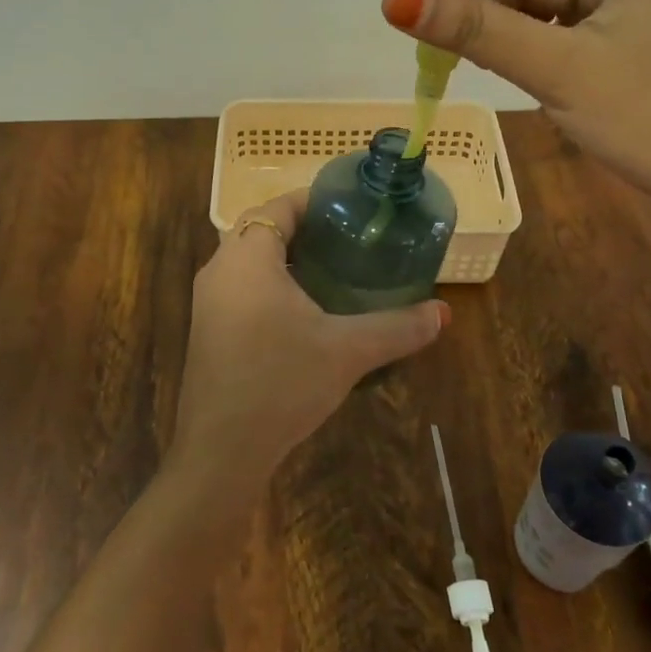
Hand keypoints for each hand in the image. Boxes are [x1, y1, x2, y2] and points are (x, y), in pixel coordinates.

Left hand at [167, 191, 447, 494]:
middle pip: (260, 229)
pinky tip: (303, 313)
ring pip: (248, 261)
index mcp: (247, 258)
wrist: (222, 450)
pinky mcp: (208, 330)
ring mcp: (208, 302)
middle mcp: (219, 270)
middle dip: (302, 229)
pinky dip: (270, 285)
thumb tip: (443, 313)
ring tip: (332, 271)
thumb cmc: (281, 383)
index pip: (278, 207)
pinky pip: (240, 288)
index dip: (313, 201)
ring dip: (284, 258)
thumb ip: (397, 327)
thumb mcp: (347, 351)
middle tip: (348, 240)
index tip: (351, 209)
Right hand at [381, 0, 650, 274]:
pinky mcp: (620, 58)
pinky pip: (558, 37)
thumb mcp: (558, 68)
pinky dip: (521, 45)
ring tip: (440, 45)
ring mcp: (627, 19)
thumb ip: (477, 30)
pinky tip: (487, 63)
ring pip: (545, 5)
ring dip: (496, 21)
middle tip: (420, 14)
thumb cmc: (650, 116)